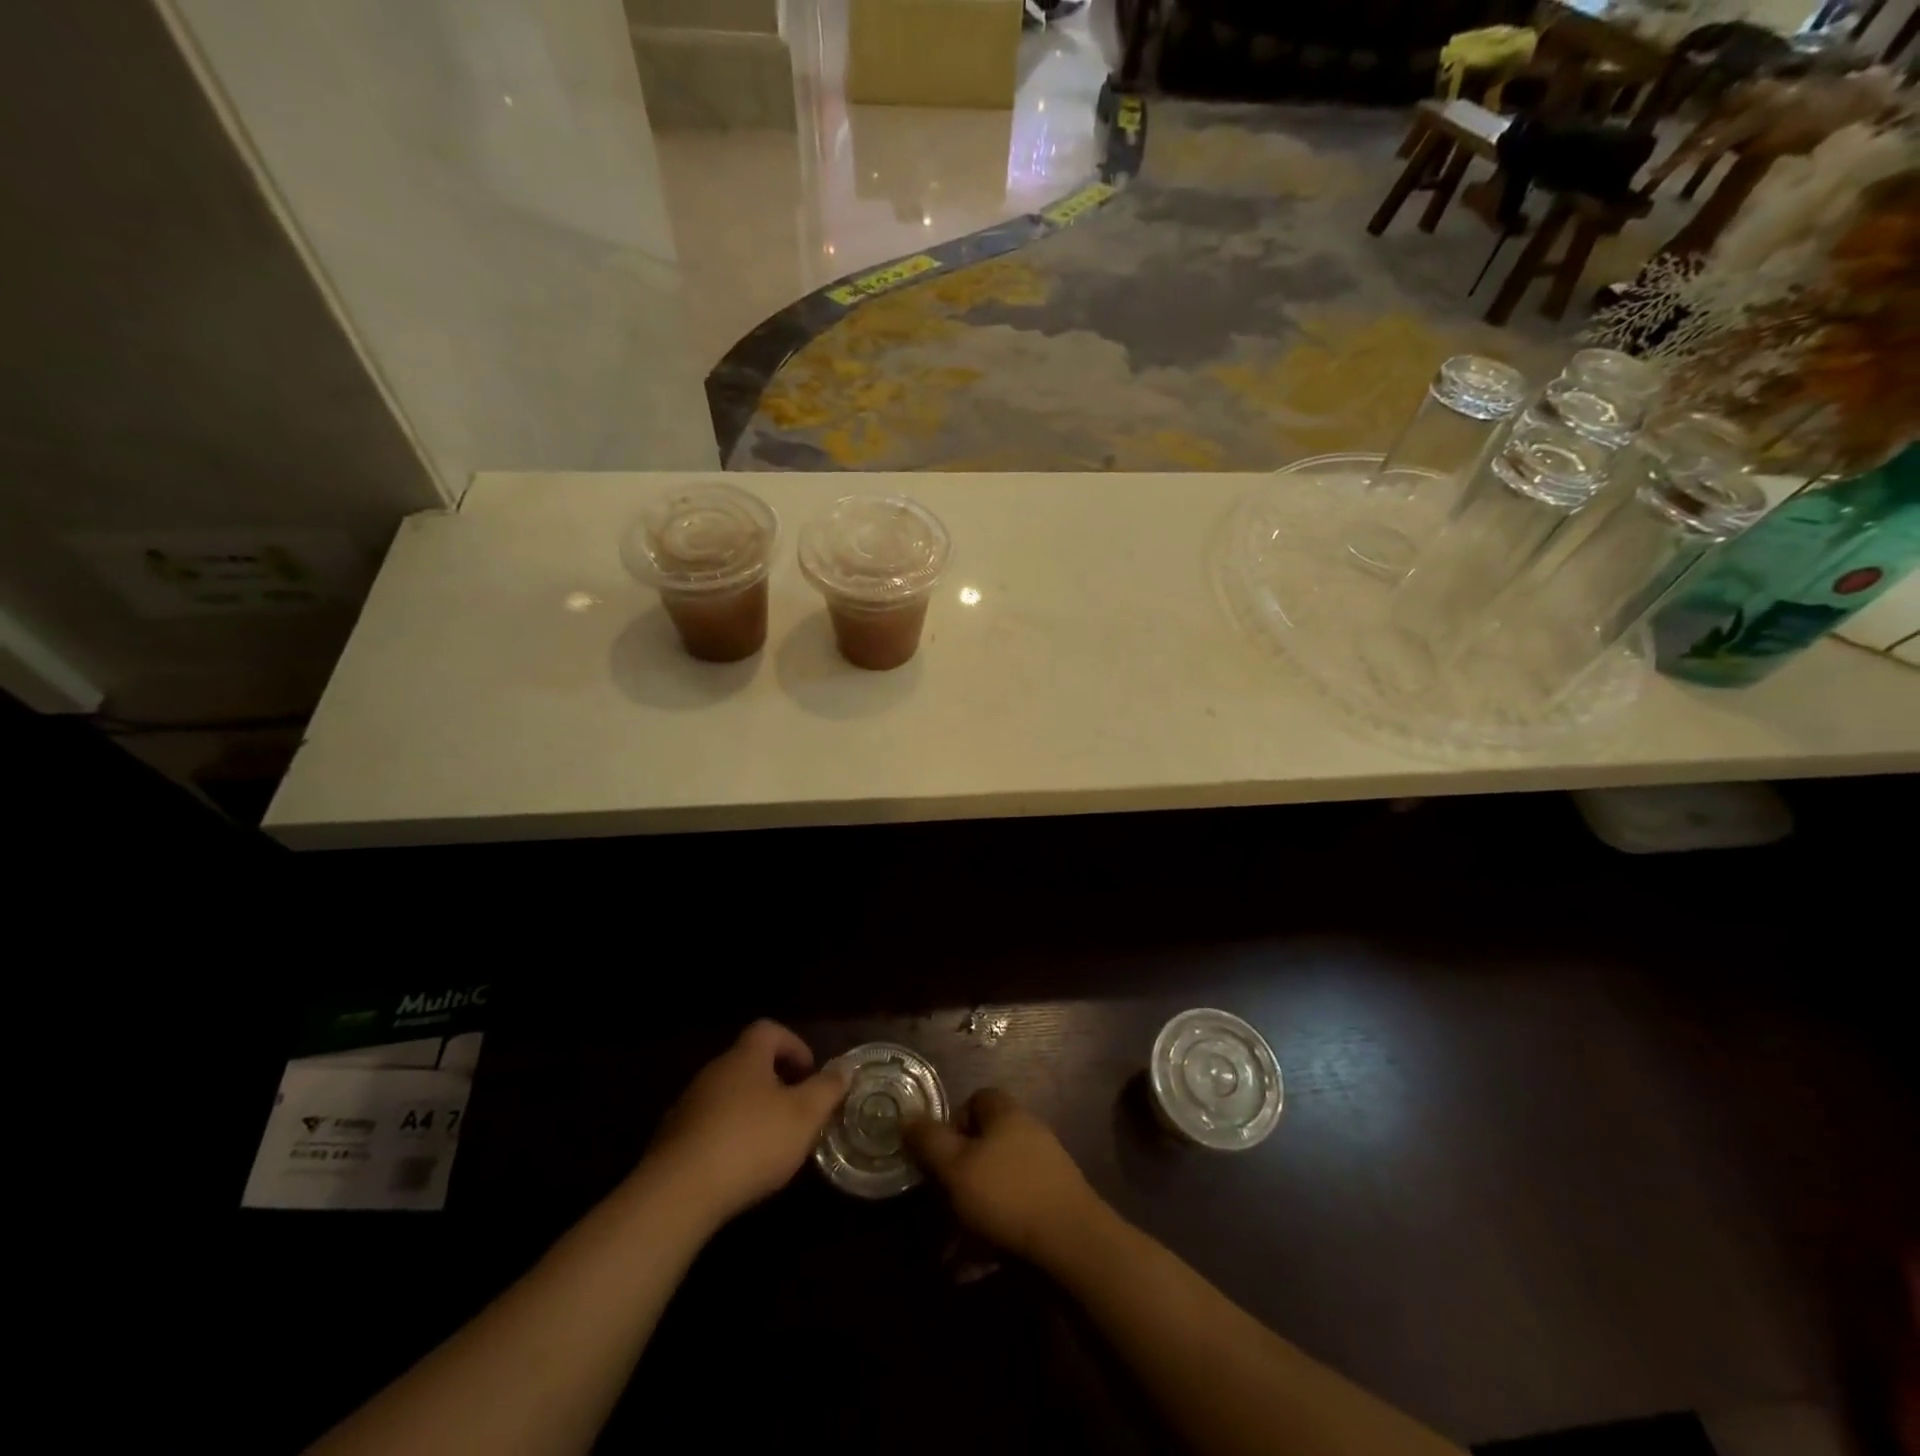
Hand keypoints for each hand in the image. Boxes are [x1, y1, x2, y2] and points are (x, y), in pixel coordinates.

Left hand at [643, 1020, 849, 1227]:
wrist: (677, 1194)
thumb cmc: (750, 1142)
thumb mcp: (803, 1116)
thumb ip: (827, 1089)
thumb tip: (844, 1068)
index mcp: (745, 1057)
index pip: (768, 1030)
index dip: (793, 1045)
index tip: (809, 1073)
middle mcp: (714, 1072)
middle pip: (748, 1063)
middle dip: (775, 1081)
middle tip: (797, 1109)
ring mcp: (688, 1106)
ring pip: (728, 1096)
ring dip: (751, 1111)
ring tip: (771, 1143)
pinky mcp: (672, 1141)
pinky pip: (708, 1126)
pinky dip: (728, 1137)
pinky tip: (739, 1168)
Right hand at [903, 1088, 1100, 1263]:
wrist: (1072, 1242)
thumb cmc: (1007, 1194)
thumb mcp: (956, 1166)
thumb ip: (929, 1141)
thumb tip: (906, 1118)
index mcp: (1006, 1114)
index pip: (975, 1099)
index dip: (952, 1122)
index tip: (936, 1155)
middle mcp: (1027, 1134)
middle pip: (984, 1145)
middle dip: (958, 1176)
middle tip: (939, 1204)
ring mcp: (1044, 1171)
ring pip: (996, 1185)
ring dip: (971, 1213)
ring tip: (949, 1250)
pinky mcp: (1053, 1207)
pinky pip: (1013, 1214)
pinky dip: (992, 1236)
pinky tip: (974, 1267)